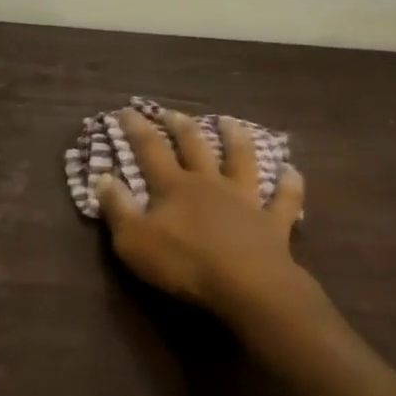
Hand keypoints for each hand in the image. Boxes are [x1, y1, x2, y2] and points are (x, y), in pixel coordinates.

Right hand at [96, 108, 306, 319]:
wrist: (247, 286)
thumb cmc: (185, 263)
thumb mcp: (135, 241)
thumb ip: (117, 208)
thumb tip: (102, 177)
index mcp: (174, 186)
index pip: (150, 149)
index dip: (136, 128)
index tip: (126, 110)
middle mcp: (209, 183)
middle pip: (194, 145)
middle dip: (180, 126)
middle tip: (172, 111)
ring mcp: (244, 200)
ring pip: (241, 160)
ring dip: (235, 139)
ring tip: (231, 122)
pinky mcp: (273, 223)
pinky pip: (283, 199)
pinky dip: (289, 185)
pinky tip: (292, 171)